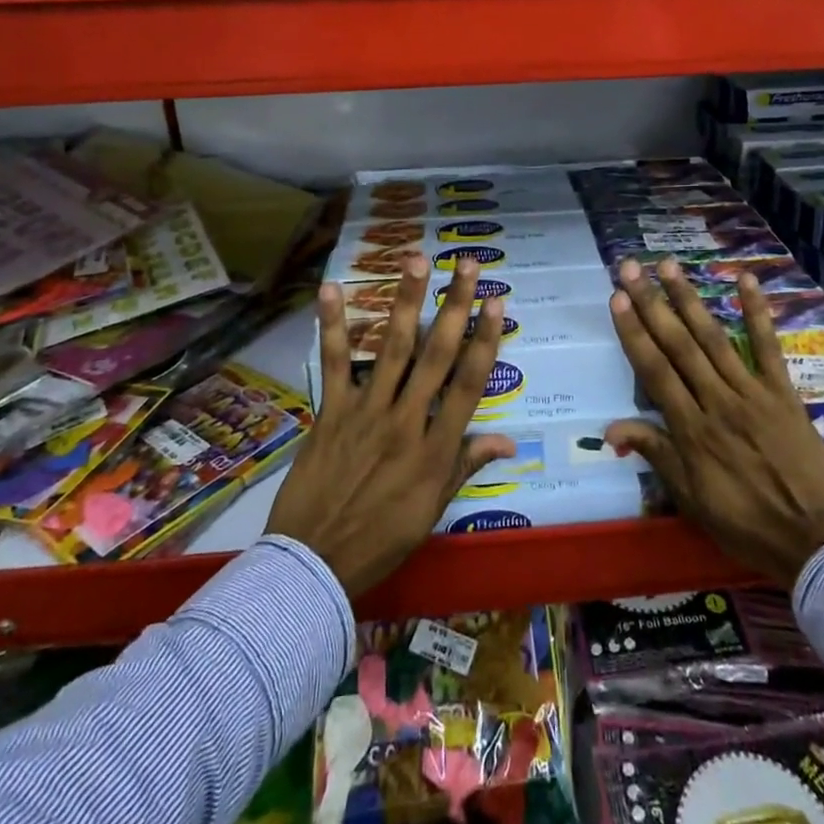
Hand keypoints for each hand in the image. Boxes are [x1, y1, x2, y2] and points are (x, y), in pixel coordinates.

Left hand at [268, 257, 514, 597]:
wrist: (314, 564)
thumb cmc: (382, 540)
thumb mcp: (433, 510)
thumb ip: (466, 466)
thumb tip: (508, 441)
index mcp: (436, 448)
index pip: (469, 384)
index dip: (485, 340)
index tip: (497, 303)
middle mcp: (406, 420)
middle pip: (437, 354)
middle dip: (454, 306)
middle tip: (466, 264)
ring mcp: (367, 412)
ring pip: (392, 348)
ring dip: (406, 301)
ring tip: (416, 259)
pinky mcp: (331, 412)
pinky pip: (334, 363)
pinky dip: (333, 325)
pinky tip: (332, 289)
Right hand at [603, 259, 823, 586]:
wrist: (816, 542)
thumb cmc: (746, 525)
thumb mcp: (692, 500)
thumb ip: (657, 455)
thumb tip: (611, 427)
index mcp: (692, 431)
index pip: (655, 371)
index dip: (634, 333)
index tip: (616, 300)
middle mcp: (717, 402)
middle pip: (679, 345)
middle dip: (652, 304)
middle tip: (631, 268)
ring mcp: (752, 393)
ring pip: (714, 338)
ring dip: (689, 299)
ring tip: (668, 266)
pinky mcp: (784, 393)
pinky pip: (768, 347)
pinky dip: (756, 312)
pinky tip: (745, 280)